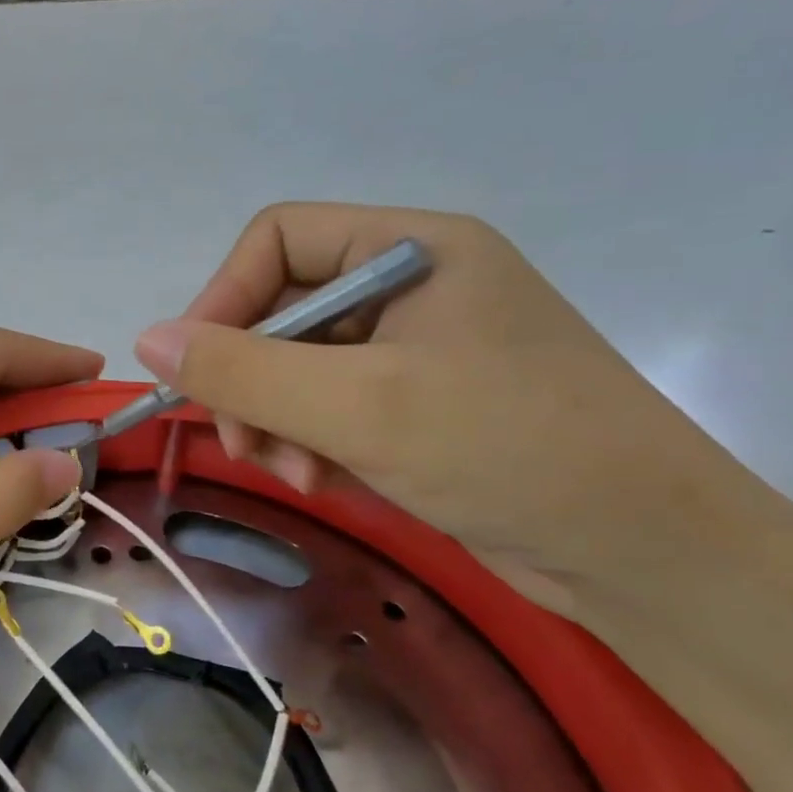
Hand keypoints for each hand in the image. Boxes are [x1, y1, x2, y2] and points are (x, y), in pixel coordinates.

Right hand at [132, 203, 773, 620]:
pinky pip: (330, 404)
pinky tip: (322, 482)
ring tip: (293, 474)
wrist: (646, 553)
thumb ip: (242, 369)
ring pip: (298, 364)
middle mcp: (411, 284)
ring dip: (276, 419)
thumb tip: (146, 340)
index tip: (196, 373)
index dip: (223, 298)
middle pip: (283, 308)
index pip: (278, 238)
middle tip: (244, 444)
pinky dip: (310, 441)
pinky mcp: (418, 402)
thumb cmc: (506, 449)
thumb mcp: (357, 406)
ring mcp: (416, 346)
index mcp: (412, 247)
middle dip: (252, 379)